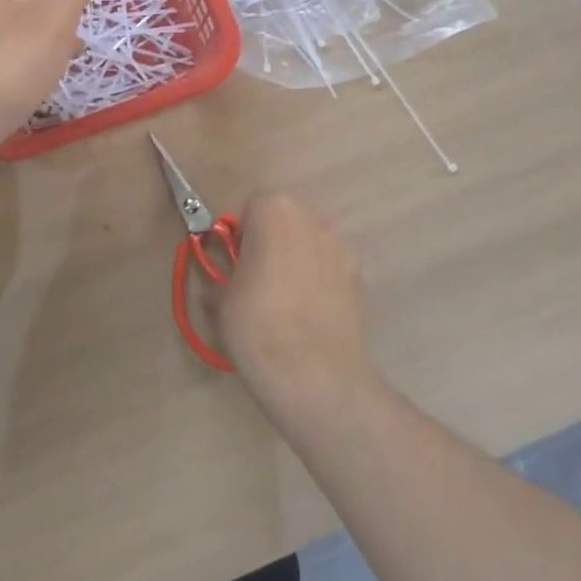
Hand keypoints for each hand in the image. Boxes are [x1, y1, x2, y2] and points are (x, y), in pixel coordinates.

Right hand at [215, 193, 377, 412]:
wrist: (314, 373)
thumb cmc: (256, 324)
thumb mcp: (220, 300)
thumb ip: (223, 279)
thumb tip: (223, 287)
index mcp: (273, 211)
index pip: (252, 207)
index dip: (242, 235)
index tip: (236, 263)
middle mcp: (312, 218)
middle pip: (286, 220)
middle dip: (272, 242)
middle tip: (257, 280)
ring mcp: (341, 247)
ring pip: (310, 244)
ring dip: (297, 260)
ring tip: (285, 302)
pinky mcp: (360, 277)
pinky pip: (331, 270)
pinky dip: (320, 283)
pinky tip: (309, 316)